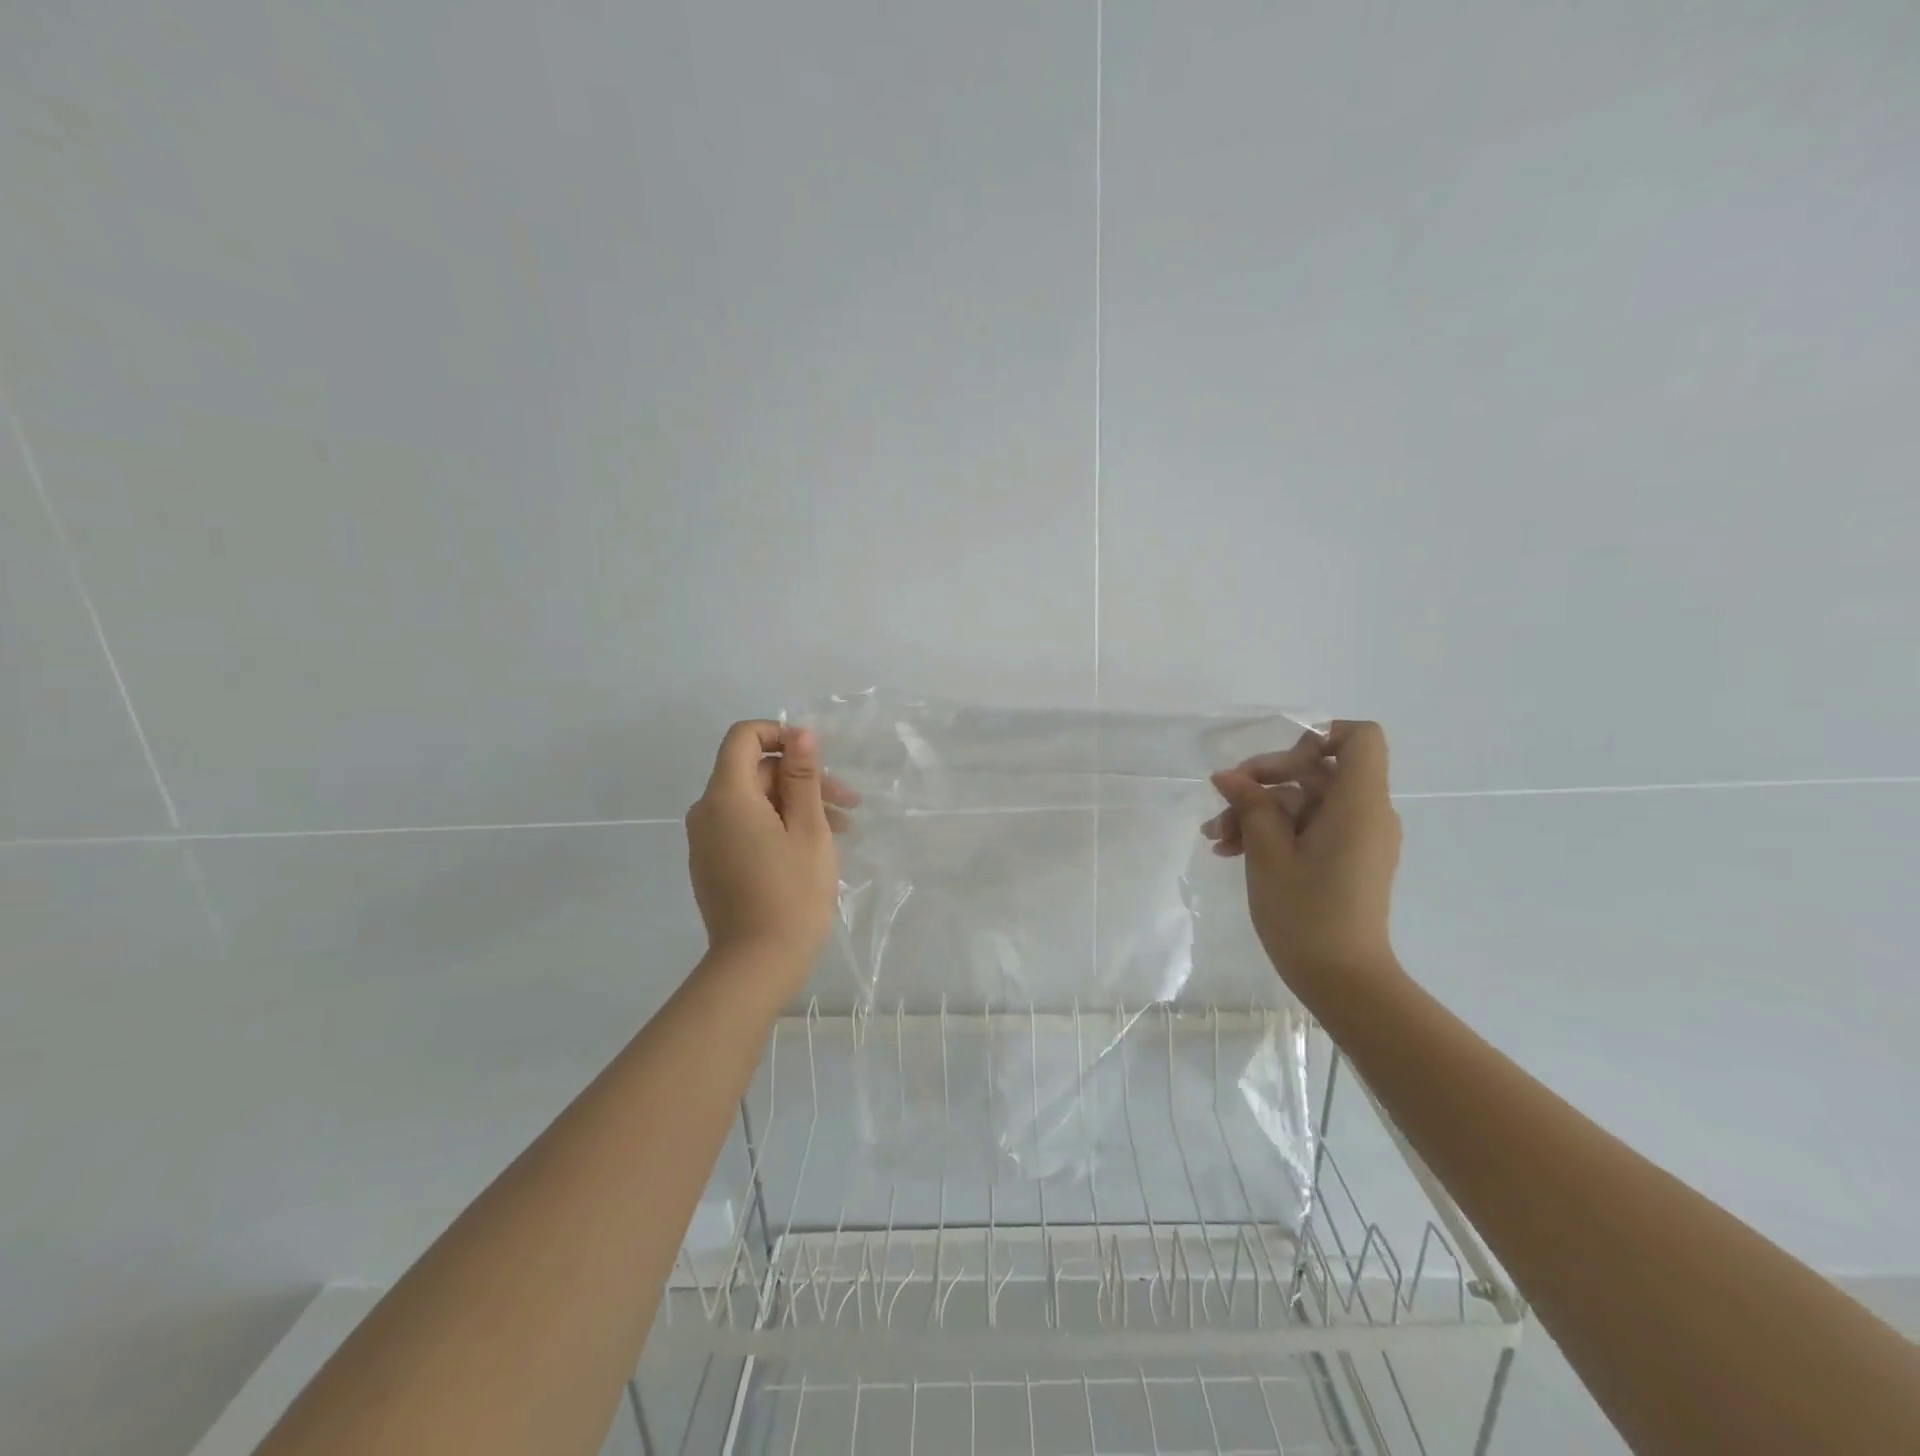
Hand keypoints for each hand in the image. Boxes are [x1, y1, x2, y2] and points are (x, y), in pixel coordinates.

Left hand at [686, 721, 859, 977]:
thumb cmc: (792, 892)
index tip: (816, 756)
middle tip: (848, 804)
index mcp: (727, 797)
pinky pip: (744, 827)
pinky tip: (812, 847)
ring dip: (795, 805)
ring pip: (753, 802)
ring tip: (841, 830)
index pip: (744, 737)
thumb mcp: (808, 828)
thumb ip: (803, 776)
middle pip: (754, 772)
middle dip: (801, 779)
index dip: (781, 734)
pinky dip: (776, 826)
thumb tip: (800, 732)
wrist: (757, 964)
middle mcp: (706, 812)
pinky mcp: (712, 863)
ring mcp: (706, 840)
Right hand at [1203, 720, 1403, 990]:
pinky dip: (1274, 832)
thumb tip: (1228, 776)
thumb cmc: (1306, 913)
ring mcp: (1357, 838)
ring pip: (1304, 802)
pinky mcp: (1346, 860)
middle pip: (1317, 770)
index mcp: (1358, 804)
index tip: (1276, 765)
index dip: (1317, 737)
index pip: (1360, 738)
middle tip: (1223, 804)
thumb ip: (1251, 804)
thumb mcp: (1268, 853)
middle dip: (1265, 782)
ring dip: (1259, 812)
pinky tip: (1232, 852)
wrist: (1342, 981)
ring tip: (1216, 839)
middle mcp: (1366, 814)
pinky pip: (1310, 828)